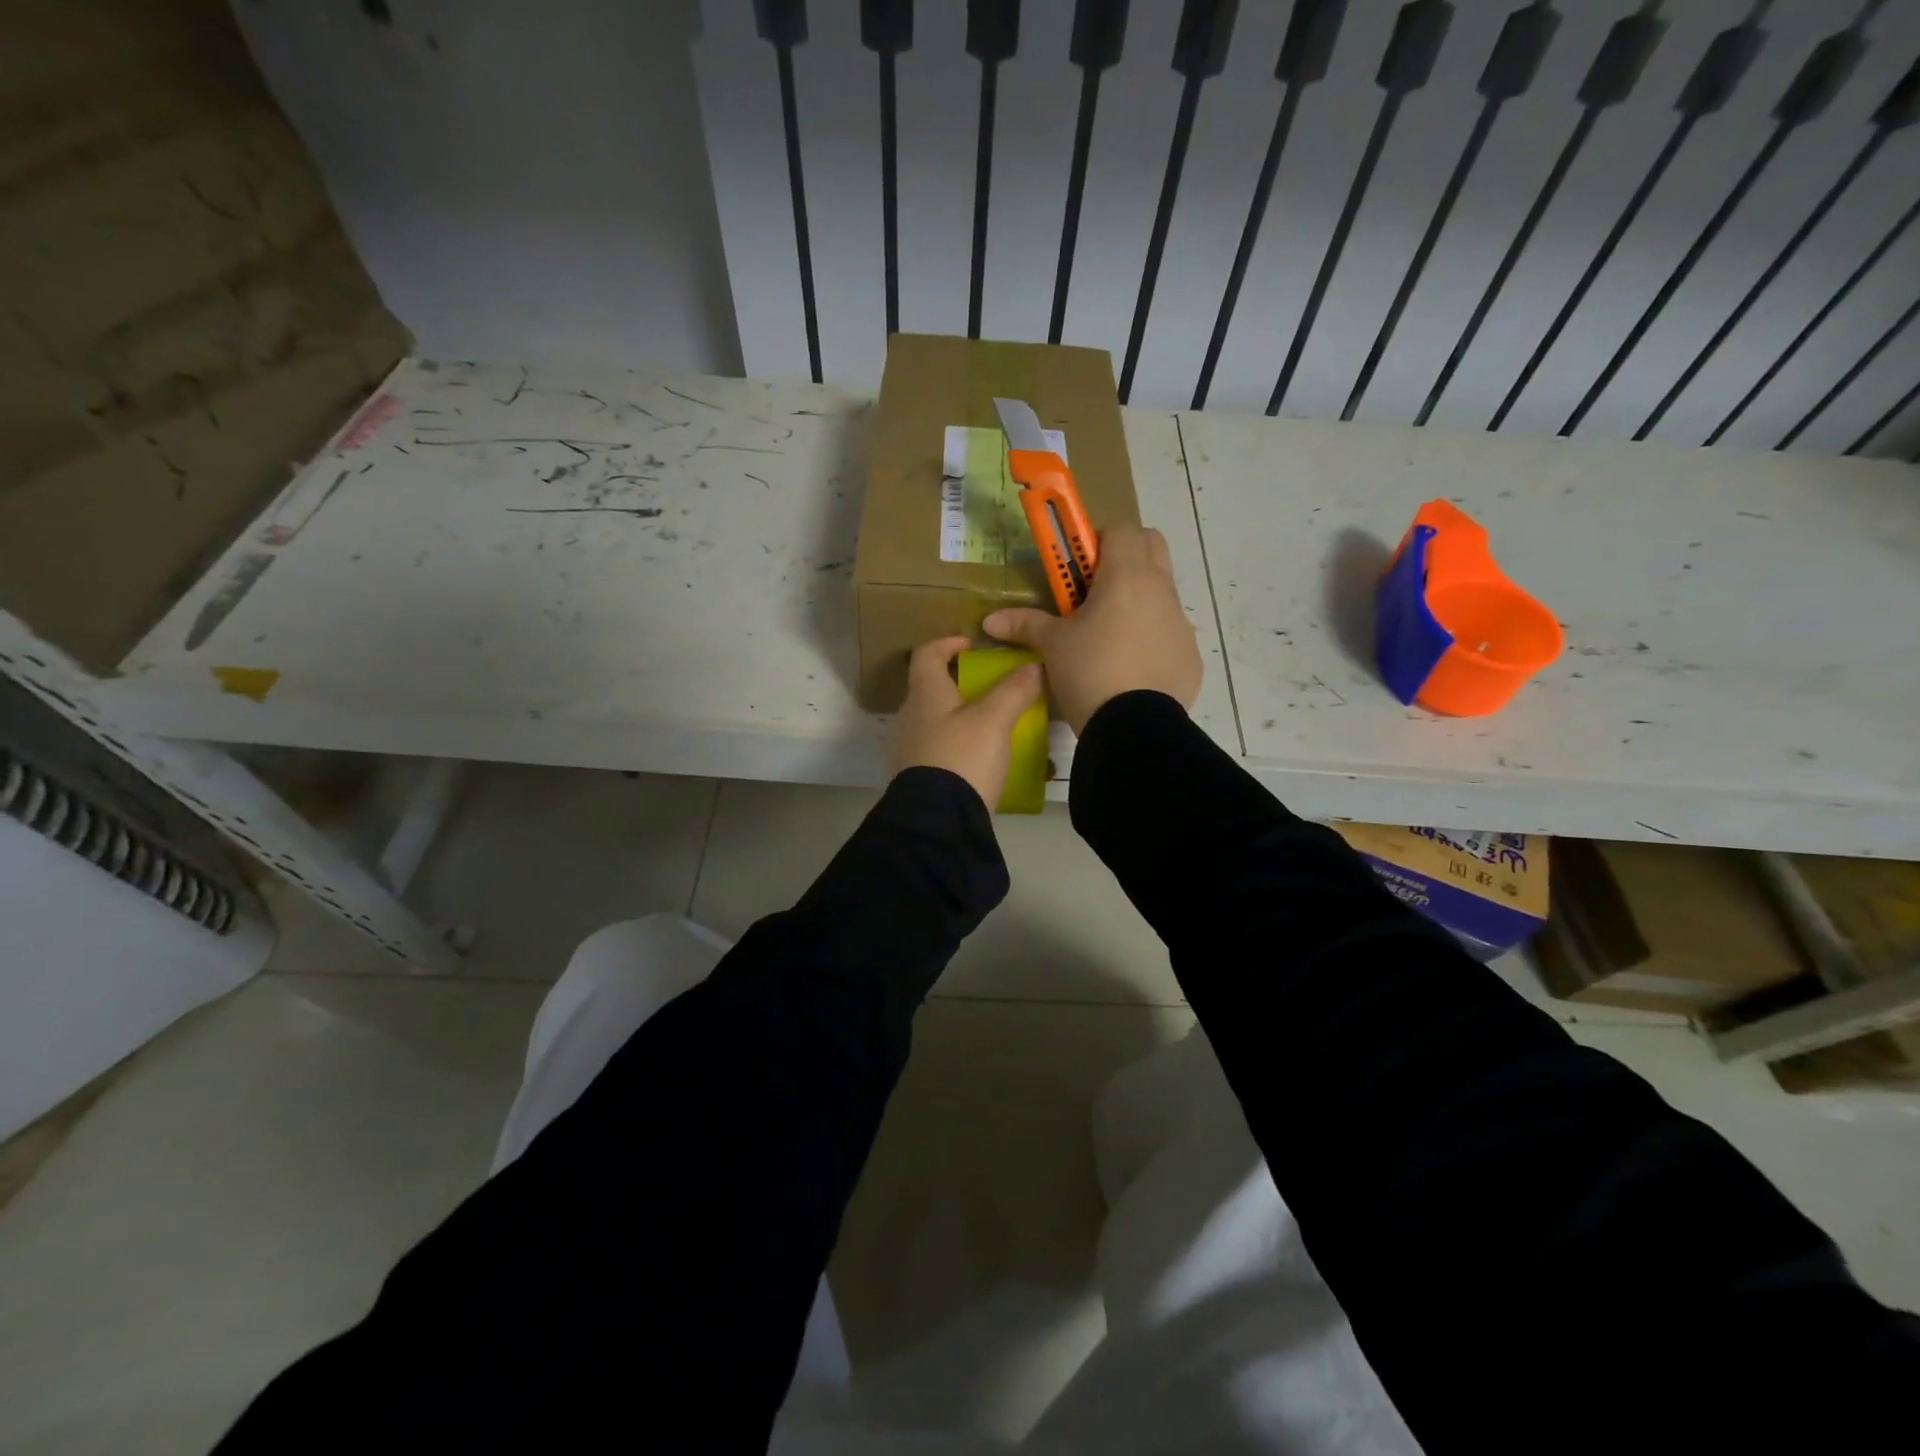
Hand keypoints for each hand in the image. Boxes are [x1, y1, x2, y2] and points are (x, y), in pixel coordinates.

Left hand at [888, 636, 1043, 808]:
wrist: (937, 823)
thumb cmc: (962, 759)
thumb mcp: (995, 721)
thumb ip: (1014, 690)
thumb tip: (1035, 666)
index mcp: (923, 695)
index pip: (926, 654)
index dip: (948, 643)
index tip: (971, 645)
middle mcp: (907, 718)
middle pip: (930, 690)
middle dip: (959, 685)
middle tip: (991, 690)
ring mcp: (906, 751)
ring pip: (933, 722)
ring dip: (958, 719)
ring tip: (990, 728)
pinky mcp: (913, 780)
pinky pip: (935, 752)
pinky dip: (955, 747)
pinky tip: (978, 762)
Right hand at [984, 524, 1201, 733]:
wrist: (1134, 729)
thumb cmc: (1089, 672)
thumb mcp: (1053, 646)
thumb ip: (1025, 624)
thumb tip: (990, 620)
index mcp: (1127, 576)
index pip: (1122, 530)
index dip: (1098, 540)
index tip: (1077, 567)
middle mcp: (1161, 590)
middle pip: (1152, 546)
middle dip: (1126, 555)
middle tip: (1095, 588)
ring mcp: (1181, 623)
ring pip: (1163, 591)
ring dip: (1139, 598)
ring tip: (1109, 635)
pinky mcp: (1190, 655)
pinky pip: (1171, 632)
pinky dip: (1153, 637)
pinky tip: (1131, 668)